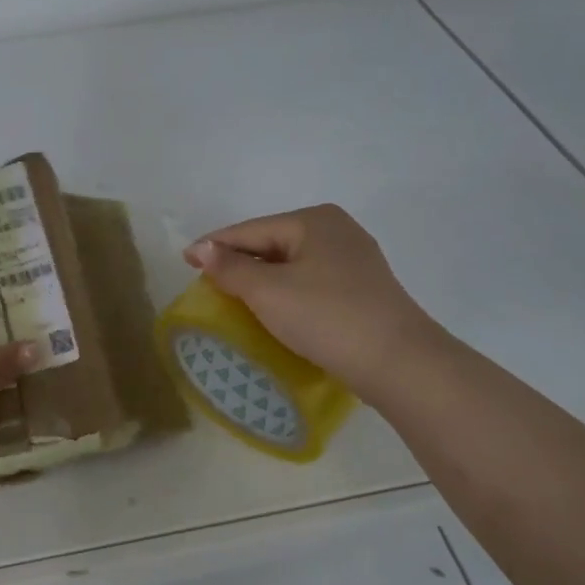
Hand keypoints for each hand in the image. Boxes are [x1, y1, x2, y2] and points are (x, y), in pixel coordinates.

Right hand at [185, 205, 444, 401]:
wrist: (400, 364)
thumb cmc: (327, 318)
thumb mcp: (269, 292)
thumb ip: (230, 268)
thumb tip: (202, 247)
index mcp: (313, 220)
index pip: (250, 230)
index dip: (214, 245)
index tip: (184, 260)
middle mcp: (336, 230)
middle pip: (271, 244)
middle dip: (239, 263)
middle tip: (206, 283)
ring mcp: (354, 260)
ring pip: (291, 264)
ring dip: (262, 280)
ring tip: (233, 298)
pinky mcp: (362, 289)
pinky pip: (310, 282)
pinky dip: (286, 292)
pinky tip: (274, 310)